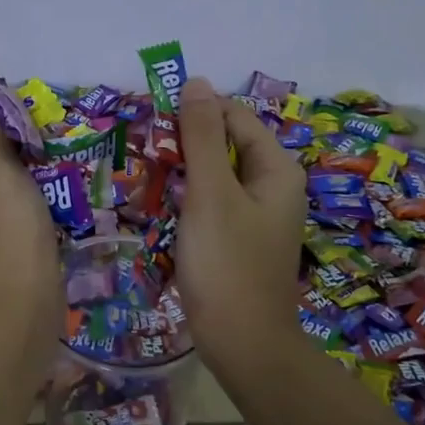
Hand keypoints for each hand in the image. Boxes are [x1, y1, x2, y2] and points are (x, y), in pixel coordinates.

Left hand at [0, 86, 60, 354]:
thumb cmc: (2, 226)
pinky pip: (10, 210)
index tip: (31, 136)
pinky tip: (52, 206)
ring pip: (0, 184)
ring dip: (27, 178)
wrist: (19, 303)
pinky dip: (30, 204)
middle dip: (16, 154)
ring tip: (53, 179)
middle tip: (46, 156)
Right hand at [175, 78, 306, 378]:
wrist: (242, 342)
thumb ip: (202, 137)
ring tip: (148, 178)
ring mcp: (259, 216)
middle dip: (187, 144)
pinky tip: (164, 210)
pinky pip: (215, 206)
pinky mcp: (241, 241)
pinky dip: (190, 201)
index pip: (235, 118)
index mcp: (277, 169)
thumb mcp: (210, 194)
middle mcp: (274, 187)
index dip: (196, 113)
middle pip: (227, 146)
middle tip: (146, 154)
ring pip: (217, 177)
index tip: (153, 122)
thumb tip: (195, 82)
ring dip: (185, 173)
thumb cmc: (227, 264)